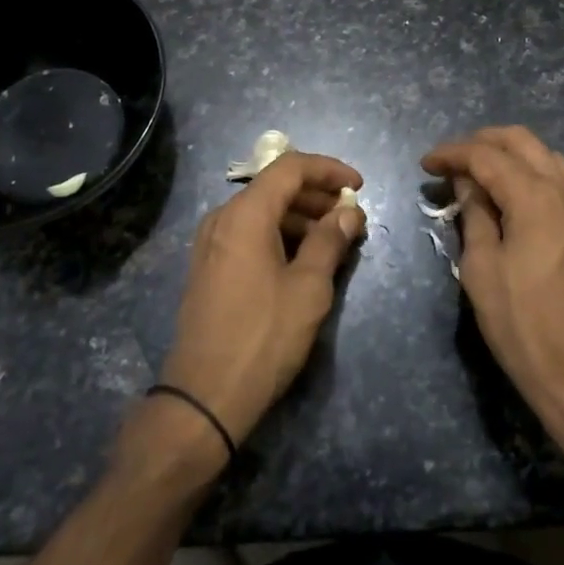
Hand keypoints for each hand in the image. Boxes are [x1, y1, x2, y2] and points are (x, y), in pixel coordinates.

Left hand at [158, 151, 364, 447]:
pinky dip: (279, 234)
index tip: (359, 186)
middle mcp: (222, 218)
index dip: (328, 170)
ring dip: (300, 216)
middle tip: (350, 217)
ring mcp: (210, 243)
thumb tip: (348, 213)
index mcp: (245, 214)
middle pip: (274, 187)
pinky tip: (303, 258)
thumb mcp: (308, 288)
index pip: (290, 167)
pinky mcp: (209, 267)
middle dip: (317, 195)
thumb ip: (329, 241)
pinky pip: (248, 233)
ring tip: (333, 239)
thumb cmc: (263, 337)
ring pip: (262, 211)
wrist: (204, 397)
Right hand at [423, 127, 563, 443]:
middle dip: (481, 141)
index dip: (452, 153)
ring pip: (541, 154)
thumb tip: (466, 184)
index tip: (425, 164)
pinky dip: (527, 170)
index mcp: (533, 197)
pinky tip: (507, 192)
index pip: (486, 156)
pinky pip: (554, 176)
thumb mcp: (481, 269)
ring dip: (507, 152)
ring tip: (475, 173)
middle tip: (449, 162)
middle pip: (520, 140)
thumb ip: (474, 216)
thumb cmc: (522, 324)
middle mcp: (561, 190)